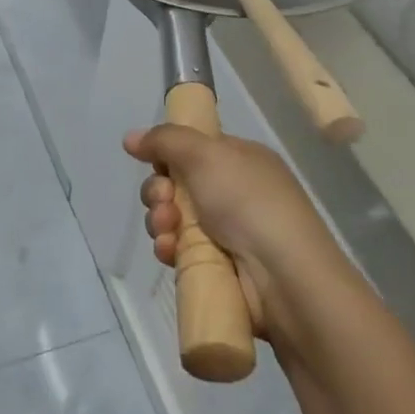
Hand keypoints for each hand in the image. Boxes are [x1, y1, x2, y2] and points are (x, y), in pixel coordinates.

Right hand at [123, 126, 356, 355]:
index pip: (193, 150)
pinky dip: (169, 248)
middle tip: (164, 201)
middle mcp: (234, 193)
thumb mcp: (206, 153)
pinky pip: (179, 250)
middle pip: (176, 185)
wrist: (284, 275)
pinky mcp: (217, 266)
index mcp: (240, 161)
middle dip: (159, 192)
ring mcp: (227, 232)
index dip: (169, 157)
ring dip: (160, 221)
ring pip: (173, 219)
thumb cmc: (248, 202)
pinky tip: (170, 252)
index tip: (158, 165)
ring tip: (168, 230)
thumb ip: (165, 139)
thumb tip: (130, 138)